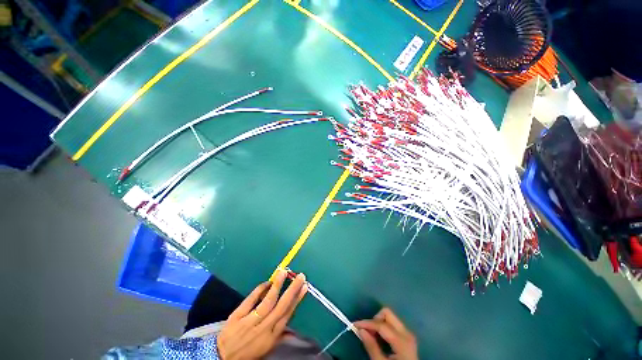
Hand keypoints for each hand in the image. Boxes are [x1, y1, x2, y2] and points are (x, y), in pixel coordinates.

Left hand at [216, 270, 306, 359]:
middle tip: (300, 276)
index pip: (287, 314)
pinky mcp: (237, 316)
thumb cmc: (248, 352)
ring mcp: (249, 321)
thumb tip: (296, 331)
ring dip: (277, 286)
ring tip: (284, 272)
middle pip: (281, 306)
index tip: (304, 287)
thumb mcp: (266, 348)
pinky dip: (258, 290)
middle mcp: (263, 328)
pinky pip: (250, 300)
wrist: (221, 357)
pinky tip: (267, 281)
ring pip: (267, 301)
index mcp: (271, 336)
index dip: (297, 300)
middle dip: (292, 290)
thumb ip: (281, 336)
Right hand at [354, 308, 417, 359]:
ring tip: (372, 335)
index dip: (366, 323)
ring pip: (390, 317)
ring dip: (378, 323)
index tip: (354, 325)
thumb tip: (360, 330)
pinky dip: (383, 326)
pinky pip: (393, 323)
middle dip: (374, 319)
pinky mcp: (406, 336)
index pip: (381, 324)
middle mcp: (406, 333)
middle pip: (387, 313)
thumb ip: (372, 347)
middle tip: (367, 330)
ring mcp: (408, 333)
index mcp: (402, 341)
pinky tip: (379, 337)